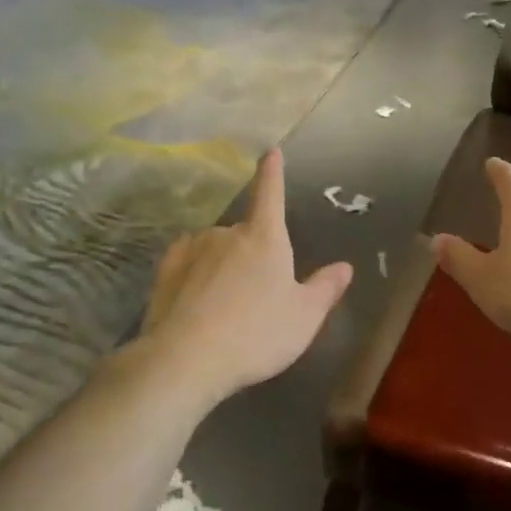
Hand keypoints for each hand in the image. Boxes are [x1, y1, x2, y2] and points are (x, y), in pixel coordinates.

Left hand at [135, 148, 352, 406]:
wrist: (187, 359)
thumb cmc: (257, 334)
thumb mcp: (304, 317)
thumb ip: (325, 289)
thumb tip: (344, 267)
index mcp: (265, 239)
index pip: (271, 194)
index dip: (273, 173)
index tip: (271, 152)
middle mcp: (227, 234)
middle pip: (246, 234)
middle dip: (253, 255)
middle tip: (258, 297)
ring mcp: (192, 250)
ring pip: (215, 249)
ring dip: (223, 266)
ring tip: (226, 306)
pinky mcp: (166, 271)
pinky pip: (188, 261)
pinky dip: (197, 272)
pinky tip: (198, 296)